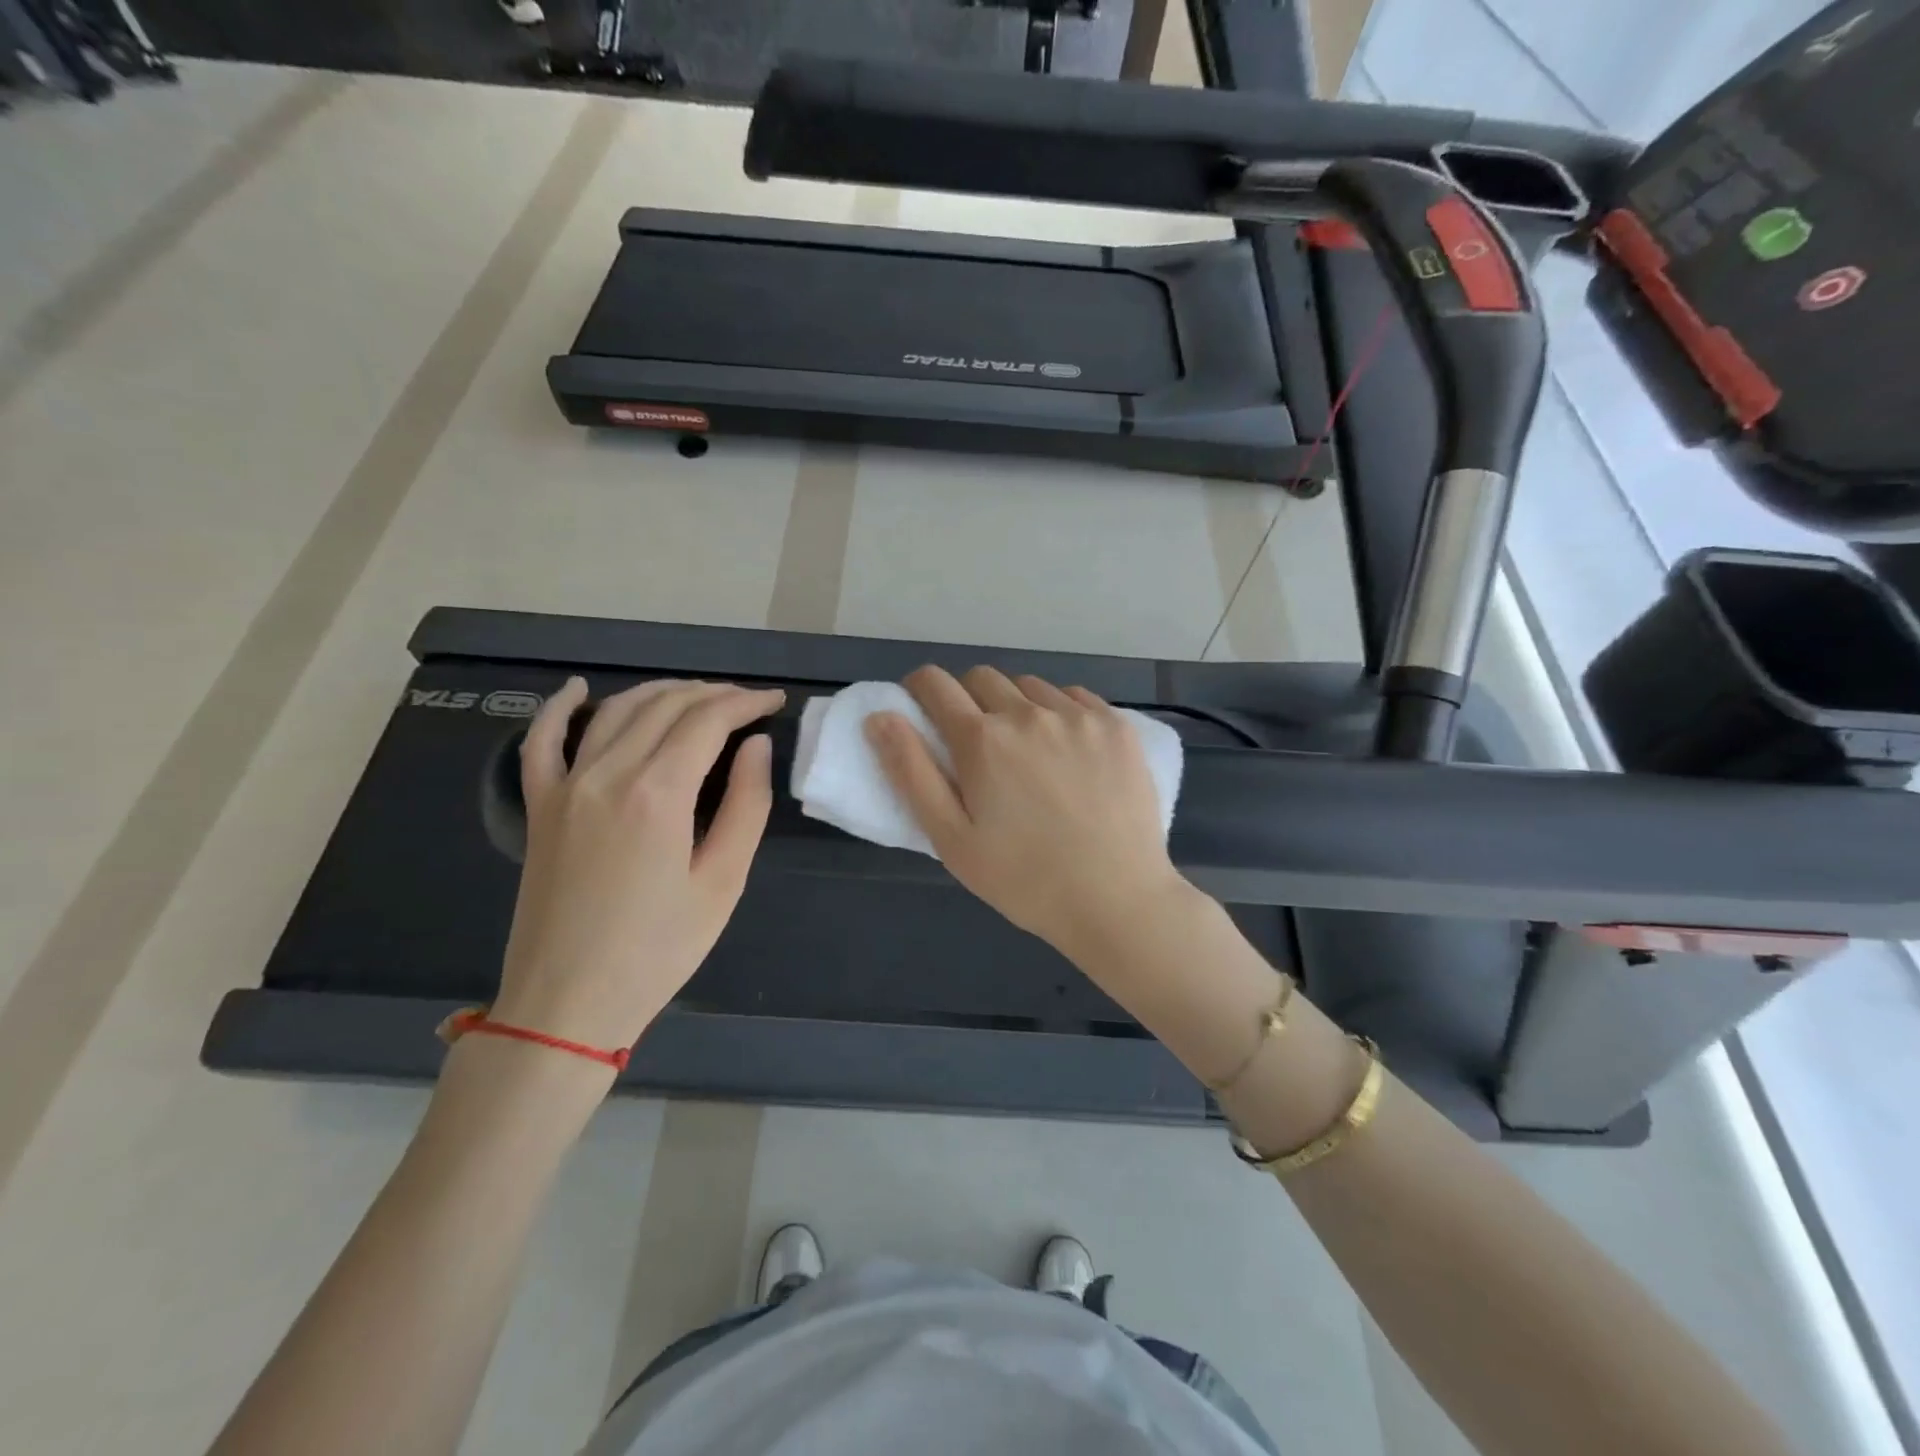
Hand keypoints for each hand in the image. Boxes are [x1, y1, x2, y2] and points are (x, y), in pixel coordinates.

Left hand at [491, 676, 785, 1053]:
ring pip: (616, 711)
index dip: (746, 703)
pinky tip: (579, 689)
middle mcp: (607, 773)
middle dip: (713, 694)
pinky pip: (542, 741)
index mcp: (658, 793)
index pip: (708, 721)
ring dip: (662, 693)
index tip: (775, 701)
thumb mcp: (723, 882)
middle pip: (665, 706)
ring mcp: (565, 785)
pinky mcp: (540, 805)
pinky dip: (560, 708)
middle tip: (747, 702)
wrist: (568, 1003)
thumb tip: (755, 746)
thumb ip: (746, 804)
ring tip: (699, 696)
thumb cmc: (658, 949)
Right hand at [866, 665, 1184, 953]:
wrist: (1115, 900)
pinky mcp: (1116, 726)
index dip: (919, 689)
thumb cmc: (1023, 879)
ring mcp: (1079, 715)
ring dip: (1015, 705)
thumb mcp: (950, 839)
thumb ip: (910, 772)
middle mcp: (1029, 713)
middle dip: (966, 698)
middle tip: (975, 744)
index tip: (921, 709)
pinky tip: (1067, 750)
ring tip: (1026, 749)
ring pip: (1030, 686)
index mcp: (982, 740)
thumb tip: (879, 716)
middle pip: (982, 678)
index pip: (935, 684)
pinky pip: (1074, 697)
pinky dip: (1059, 711)